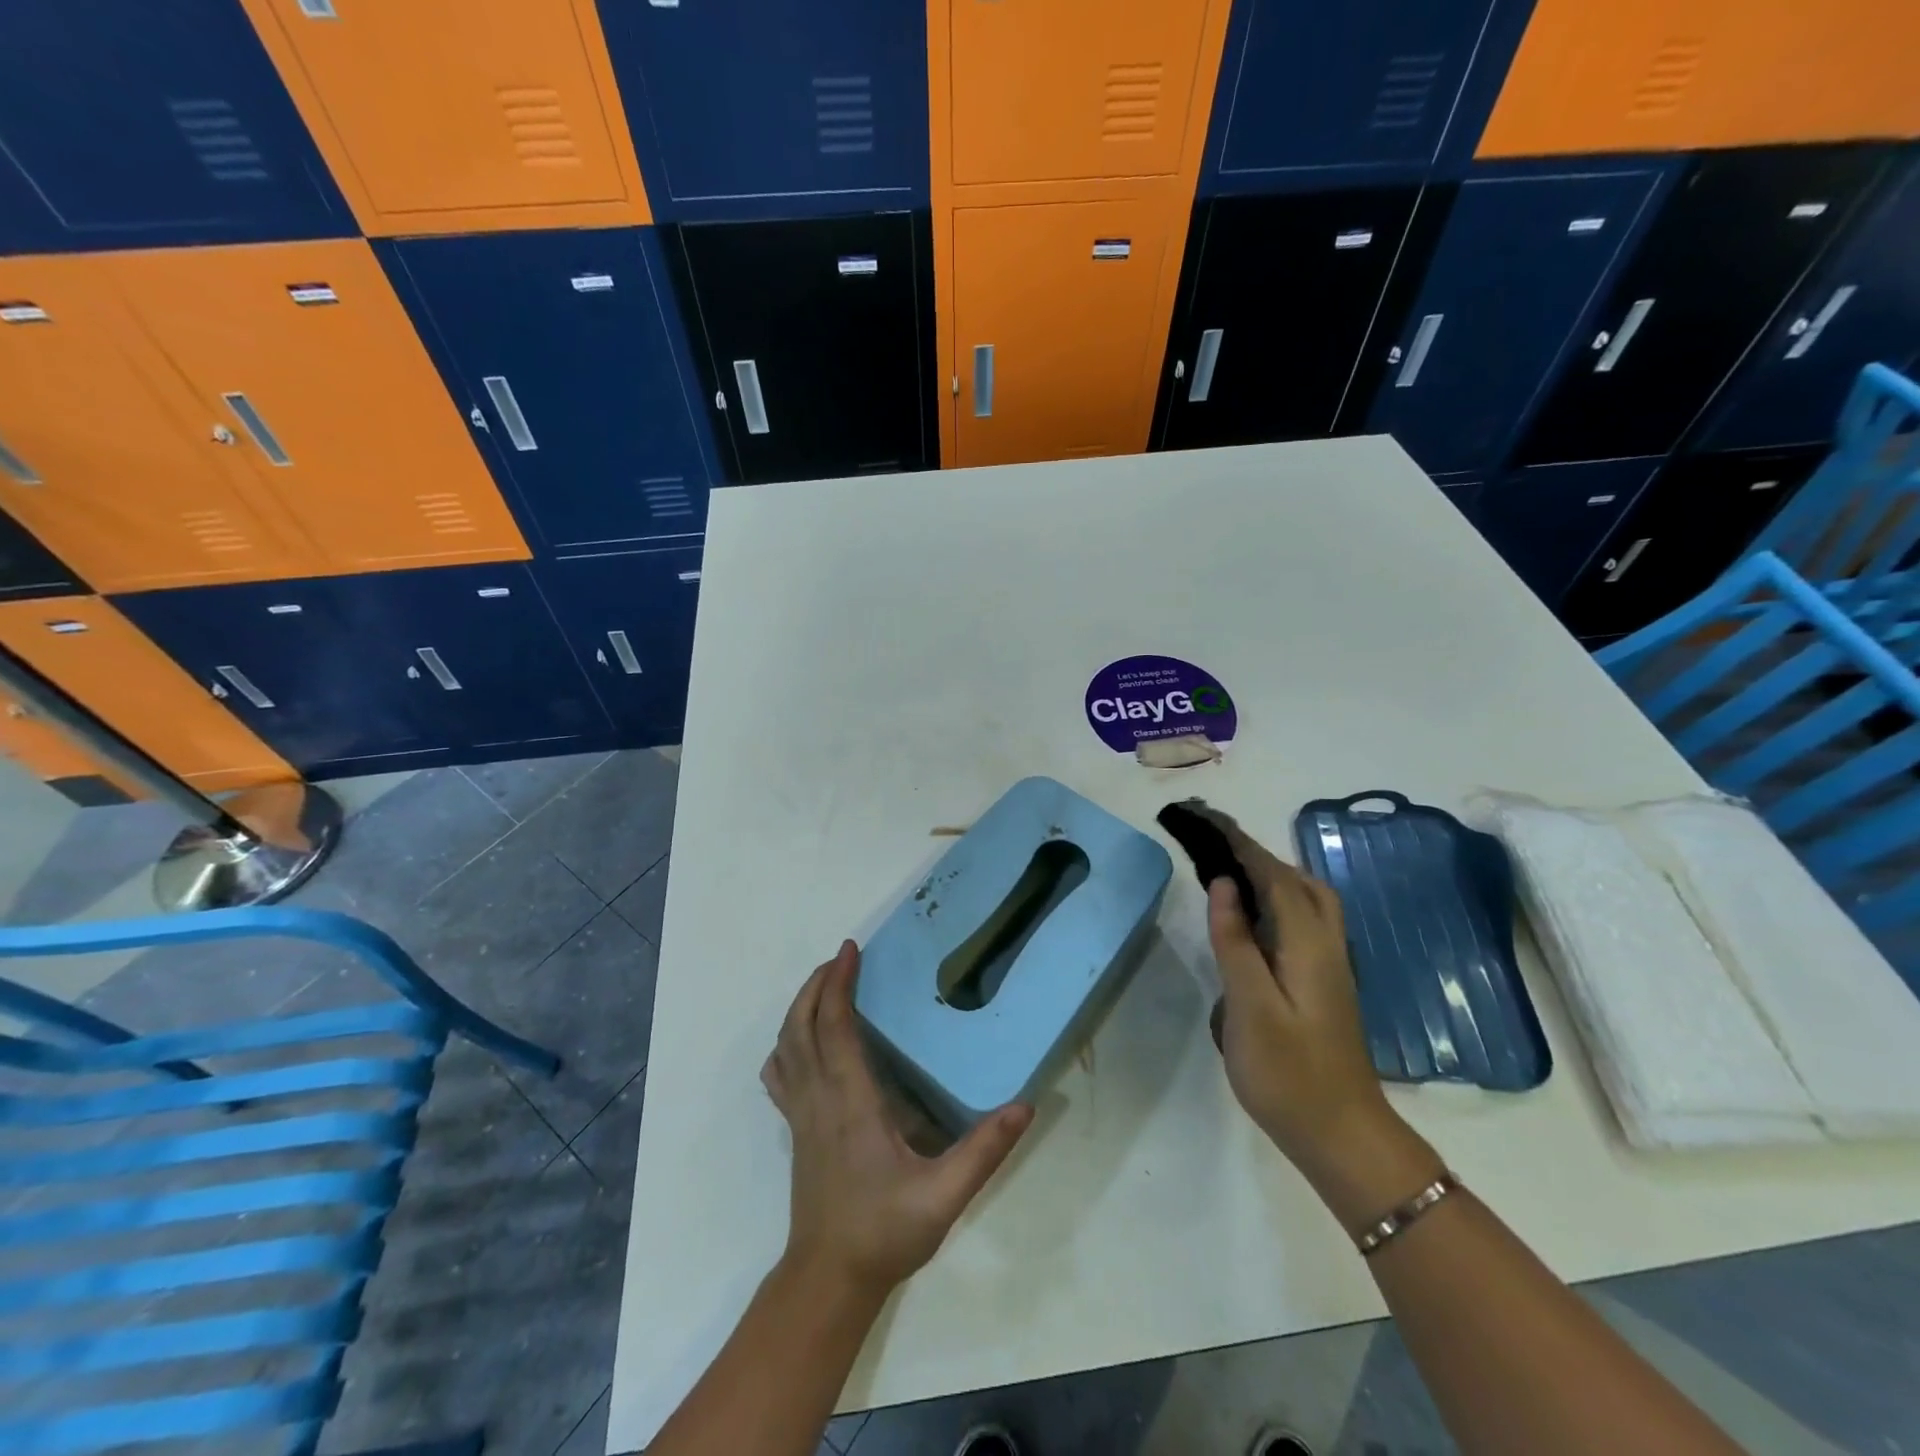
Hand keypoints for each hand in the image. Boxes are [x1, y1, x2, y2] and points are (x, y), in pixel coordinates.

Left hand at [761, 940, 1033, 1296]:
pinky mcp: (795, 1130)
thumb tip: (1024, 1106)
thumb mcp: (944, 1196)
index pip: (835, 1026)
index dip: (838, 983)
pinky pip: (780, 1075)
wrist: (828, 1279)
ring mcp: (800, 1114)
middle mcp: (818, 1097)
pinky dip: (786, 1044)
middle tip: (840, 958)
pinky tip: (802, 1043)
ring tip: (823, 986)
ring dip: (799, 1008)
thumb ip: (984, 1151)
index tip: (850, 950)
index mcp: (850, 1101)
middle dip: (817, 984)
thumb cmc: (884, 1232)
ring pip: (785, 1045)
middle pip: (802, 1025)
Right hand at [1199, 810, 1412, 1184]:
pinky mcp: (1326, 982)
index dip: (1240, 844)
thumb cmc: (1290, 1074)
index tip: (1207, 819)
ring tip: (1230, 868)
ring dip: (1271, 873)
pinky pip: (1303, 920)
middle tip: (1214, 843)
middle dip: (1257, 853)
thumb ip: (1236, 942)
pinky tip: (1255, 915)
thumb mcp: (1251, 1008)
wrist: (1344, 1136)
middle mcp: (1326, 945)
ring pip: (1307, 899)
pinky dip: (1278, 898)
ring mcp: (1330, 965)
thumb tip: (1225, 885)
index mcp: (1308, 945)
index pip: (1274, 876)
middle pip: (1298, 880)